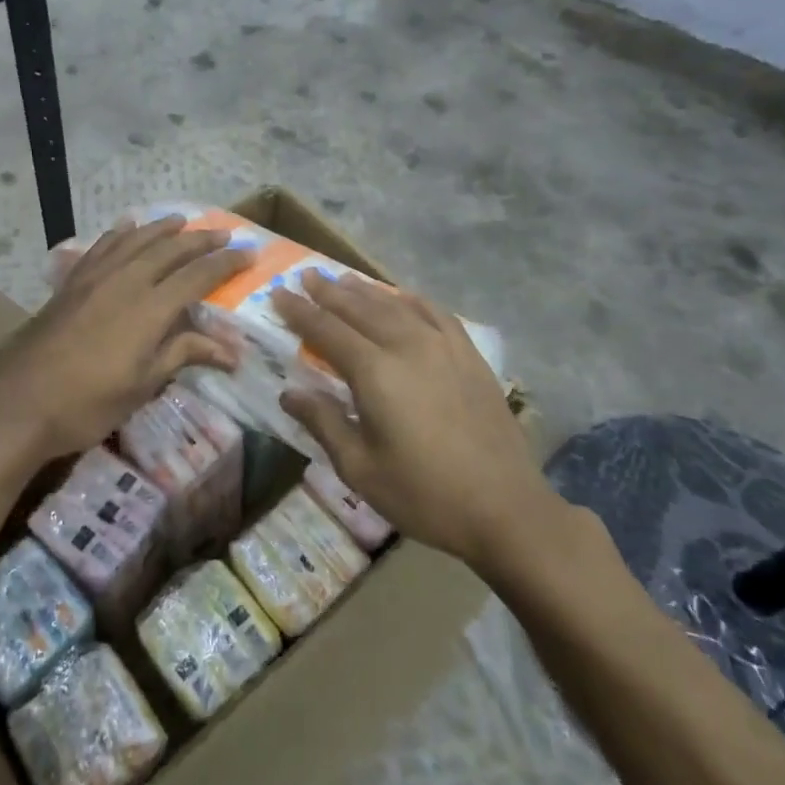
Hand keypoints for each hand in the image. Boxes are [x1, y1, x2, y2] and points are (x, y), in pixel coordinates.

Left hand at [0, 217, 251, 460]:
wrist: (21, 401)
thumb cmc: (89, 401)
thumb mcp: (143, 384)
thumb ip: (184, 355)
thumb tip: (232, 353)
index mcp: (151, 307)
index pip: (198, 275)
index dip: (226, 262)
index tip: (249, 252)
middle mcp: (127, 281)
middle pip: (171, 249)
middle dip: (201, 239)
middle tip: (225, 232)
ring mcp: (96, 277)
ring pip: (136, 240)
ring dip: (163, 228)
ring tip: (182, 220)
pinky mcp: (72, 282)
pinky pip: (103, 246)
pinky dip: (121, 233)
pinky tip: (127, 227)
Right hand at [273, 273, 566, 571]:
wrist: (505, 508)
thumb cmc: (424, 495)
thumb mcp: (360, 469)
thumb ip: (324, 423)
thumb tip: (288, 393)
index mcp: (375, 372)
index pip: (327, 330)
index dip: (300, 311)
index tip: (278, 294)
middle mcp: (407, 346)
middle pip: (360, 308)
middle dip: (329, 291)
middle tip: (307, 276)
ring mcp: (443, 347)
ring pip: (396, 305)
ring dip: (366, 290)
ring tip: (344, 279)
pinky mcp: (470, 356)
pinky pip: (436, 313)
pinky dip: (413, 300)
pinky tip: (404, 297)